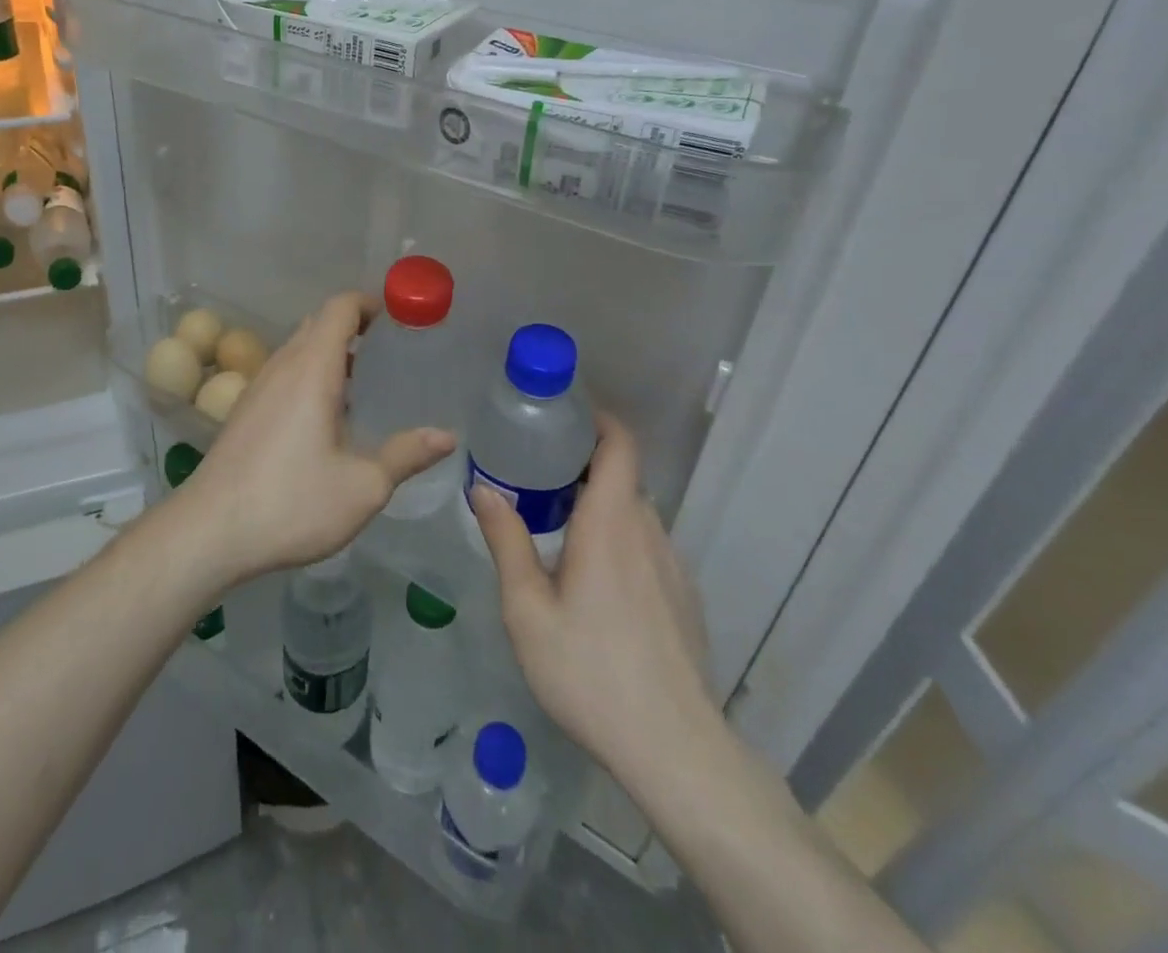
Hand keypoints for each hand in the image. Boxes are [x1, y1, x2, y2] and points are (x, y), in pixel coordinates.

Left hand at [176, 292, 456, 586]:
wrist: (209, 530)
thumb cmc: (291, 502)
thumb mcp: (362, 486)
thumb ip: (406, 455)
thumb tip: (447, 436)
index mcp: (311, 369)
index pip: (340, 307)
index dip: (371, 303)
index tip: (401, 319)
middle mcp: (282, 366)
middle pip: (318, 323)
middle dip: (355, 326)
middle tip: (391, 351)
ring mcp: (258, 387)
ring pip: (298, 349)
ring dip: (331, 352)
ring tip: (366, 383)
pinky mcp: (245, 410)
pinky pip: (284, 373)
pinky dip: (311, 374)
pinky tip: (327, 417)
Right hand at [469, 414, 714, 776]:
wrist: (674, 750)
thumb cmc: (589, 671)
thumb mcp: (527, 609)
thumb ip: (506, 541)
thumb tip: (483, 489)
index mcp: (611, 523)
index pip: (621, 445)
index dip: (598, 420)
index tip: (563, 417)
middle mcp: (648, 532)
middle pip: (622, 477)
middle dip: (583, 466)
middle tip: (537, 476)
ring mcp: (673, 566)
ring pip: (635, 515)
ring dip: (600, 507)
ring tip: (558, 529)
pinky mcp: (684, 598)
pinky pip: (647, 548)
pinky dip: (619, 541)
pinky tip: (594, 585)